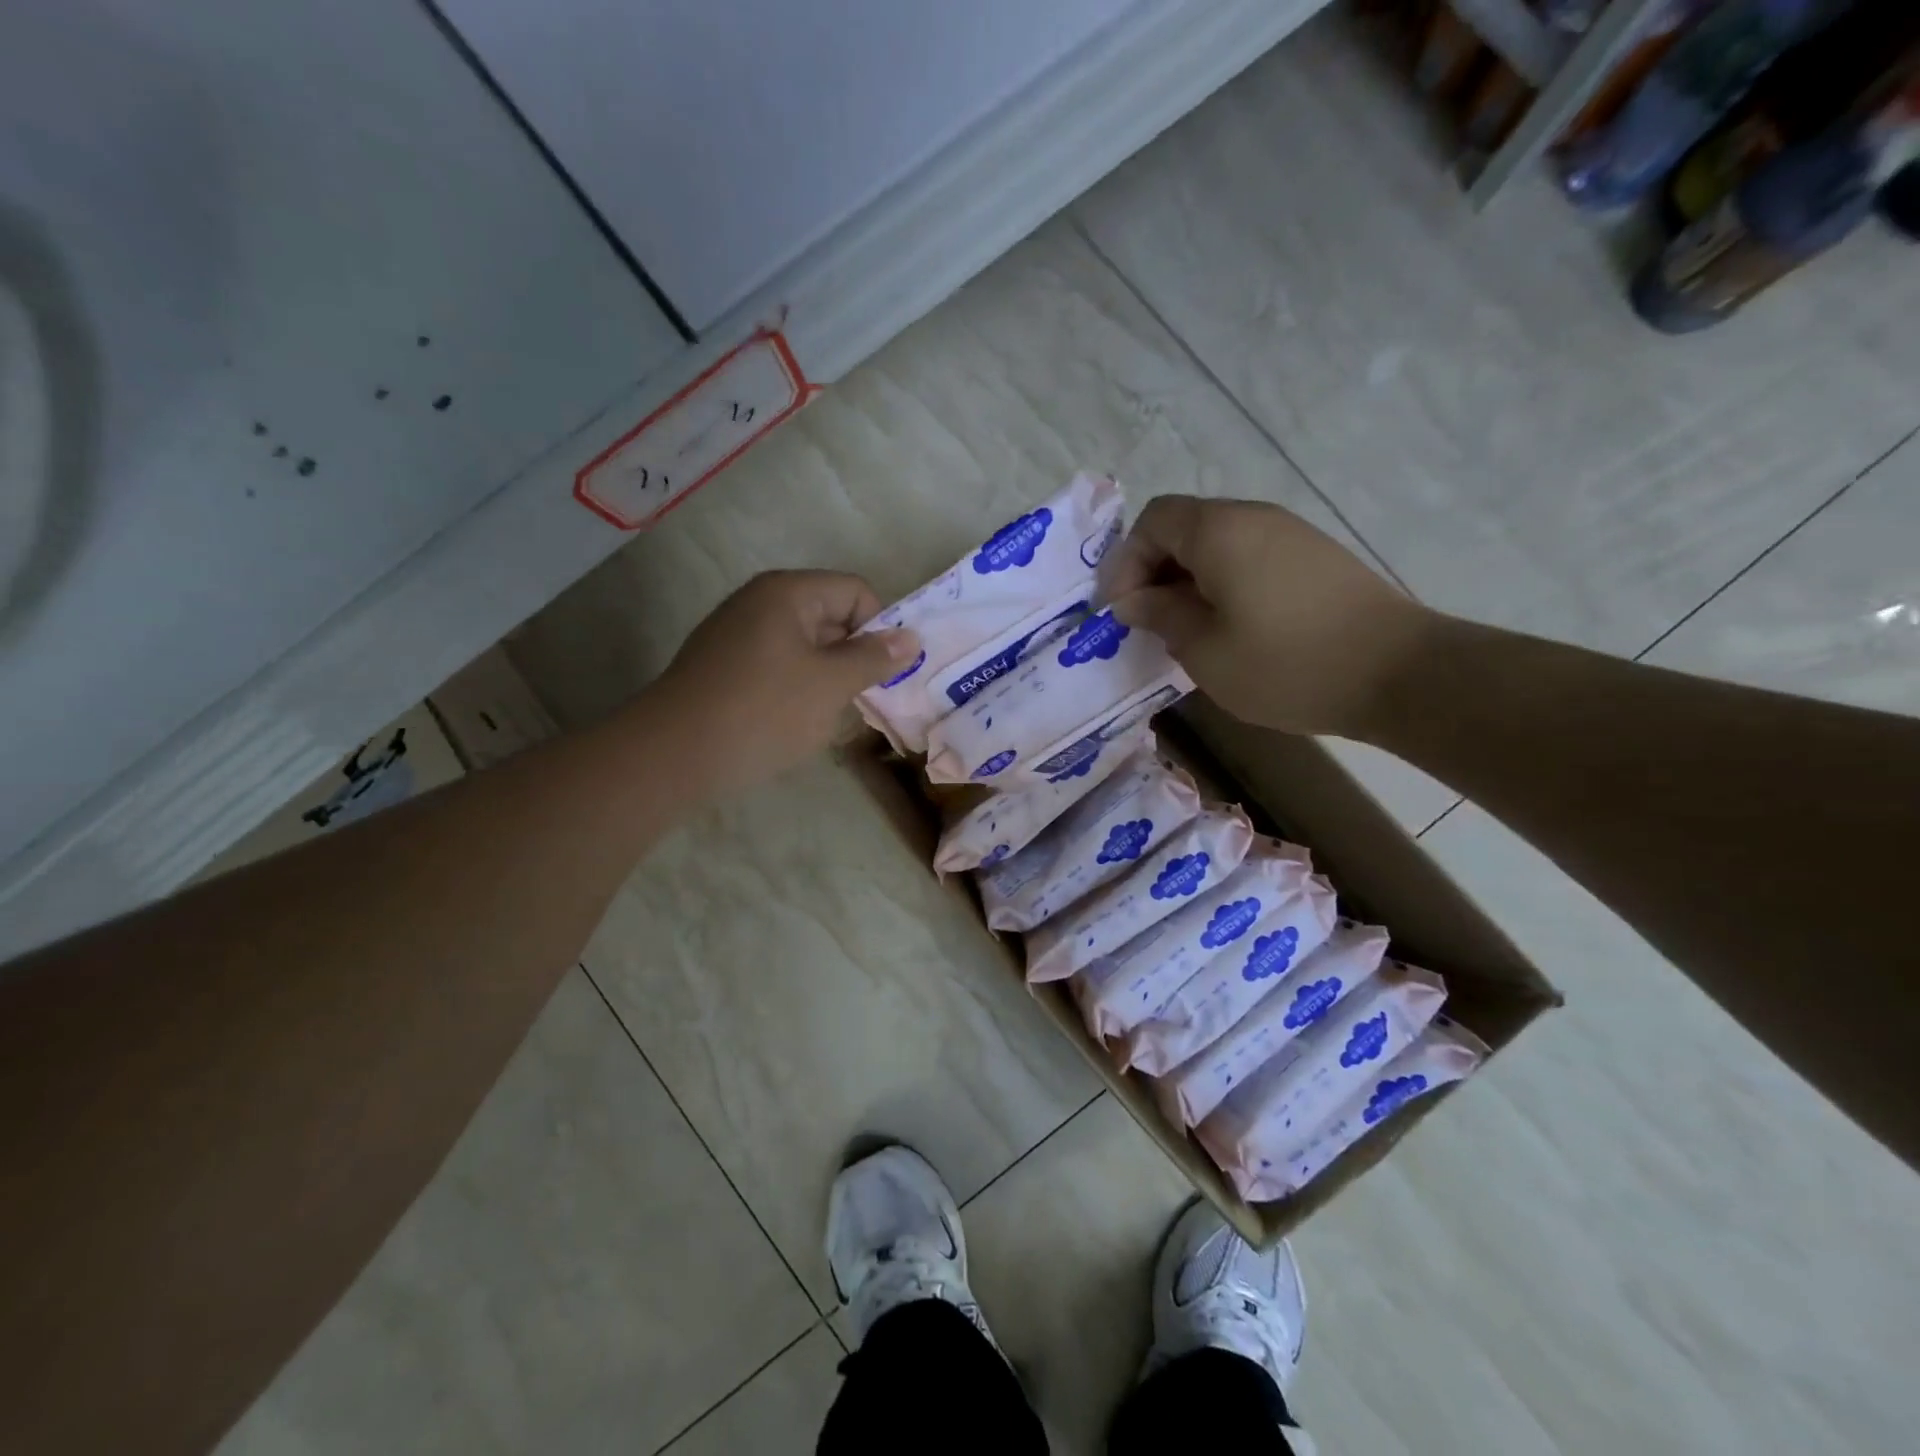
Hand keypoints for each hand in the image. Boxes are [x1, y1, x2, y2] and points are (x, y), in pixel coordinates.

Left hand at [653, 570, 919, 798]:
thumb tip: (912, 637)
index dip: (879, 628)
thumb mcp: (830, 684)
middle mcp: (759, 602)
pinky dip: (795, 690)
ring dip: (826, 678)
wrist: (673, 755)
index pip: (855, 592)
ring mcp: (736, 635)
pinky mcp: (722, 668)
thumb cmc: (763, 711)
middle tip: (864, 699)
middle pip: (829, 616)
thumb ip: (873, 658)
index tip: (883, 673)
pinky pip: (776, 667)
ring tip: (829, 717)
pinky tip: (792, 724)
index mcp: (787, 592)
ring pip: (804, 647)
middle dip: (853, 656)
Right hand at [1100, 496, 1431, 737]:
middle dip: (1153, 571)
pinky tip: (1228, 627)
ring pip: (1217, 544)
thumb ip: (1160, 615)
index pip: (1152, 521)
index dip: (1125, 562)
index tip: (1121, 610)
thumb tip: (1133, 599)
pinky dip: (1222, 583)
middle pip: (1184, 527)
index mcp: (1219, 531)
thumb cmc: (1286, 664)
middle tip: (1147, 622)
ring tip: (1184, 629)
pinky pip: (1248, 557)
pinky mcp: (1313, 558)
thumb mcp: (1205, 649)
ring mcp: (1289, 534)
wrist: (1397, 673)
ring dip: (1187, 580)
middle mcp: (1253, 517)